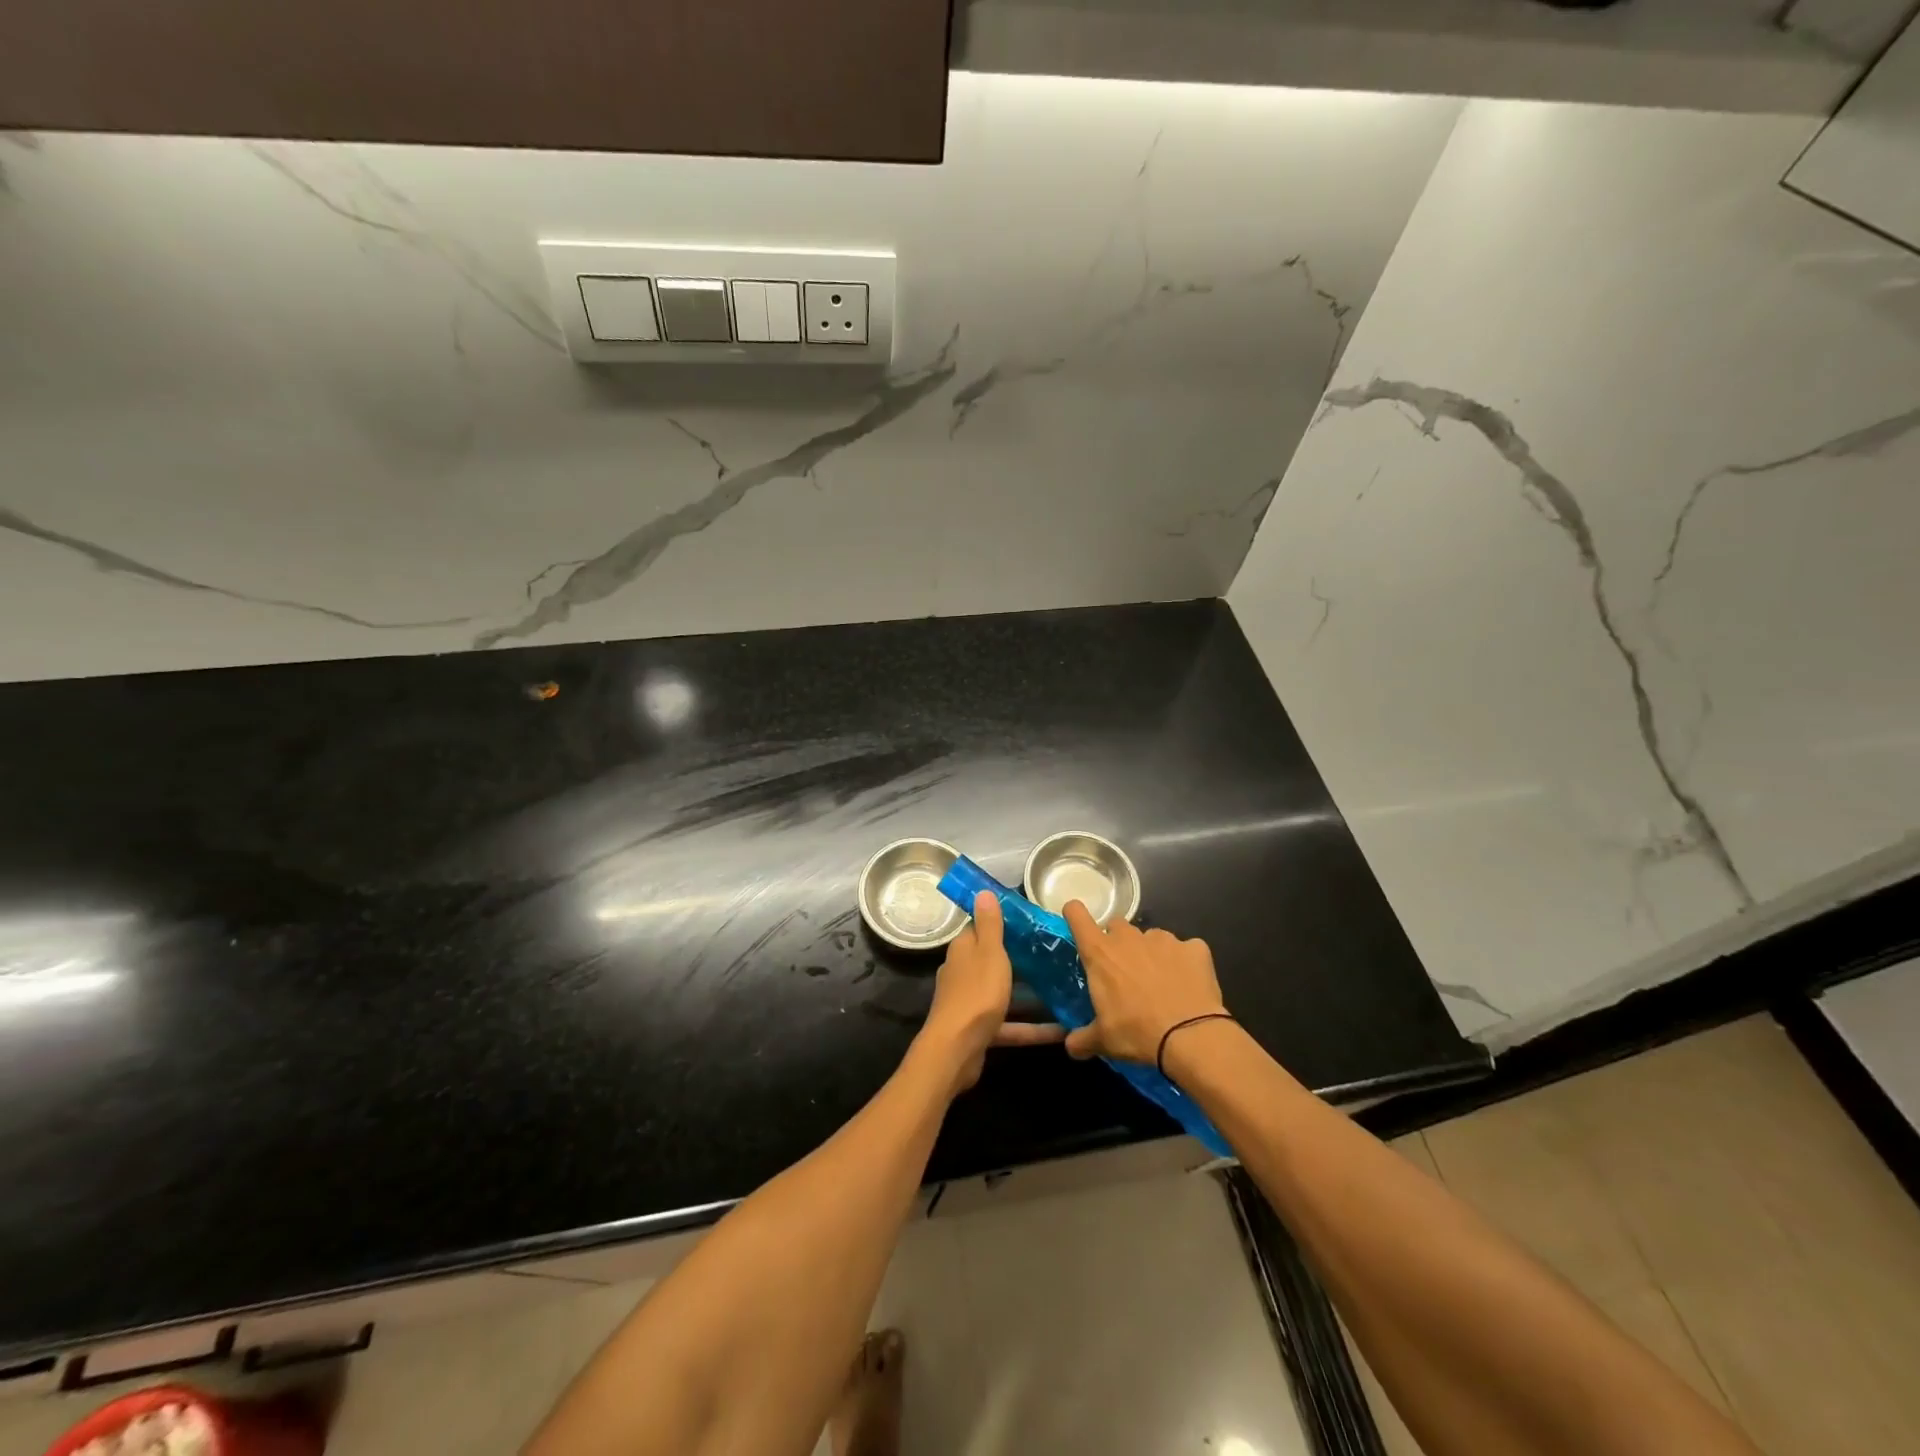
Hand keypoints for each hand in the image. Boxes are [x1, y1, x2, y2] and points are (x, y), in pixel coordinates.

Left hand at [920, 891, 1065, 1092]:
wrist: (956, 1051)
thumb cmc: (976, 995)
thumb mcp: (989, 953)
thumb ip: (989, 925)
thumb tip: (982, 891)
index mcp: (963, 950)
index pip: (979, 928)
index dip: (1001, 922)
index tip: (1029, 921)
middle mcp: (963, 972)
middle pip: (992, 959)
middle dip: (1019, 957)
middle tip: (1053, 953)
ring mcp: (971, 1003)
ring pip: (1003, 992)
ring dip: (1028, 993)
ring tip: (1062, 988)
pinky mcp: (980, 1030)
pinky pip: (1010, 1024)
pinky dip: (1032, 1027)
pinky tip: (1061, 1030)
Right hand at [1061, 901, 1227, 1064]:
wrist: (1192, 1037)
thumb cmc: (1137, 1033)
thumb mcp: (1103, 1041)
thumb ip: (1082, 1039)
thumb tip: (1070, 1046)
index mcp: (1100, 953)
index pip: (1077, 915)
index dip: (1074, 915)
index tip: (1077, 924)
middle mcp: (1129, 937)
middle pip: (1116, 927)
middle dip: (1117, 944)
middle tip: (1123, 973)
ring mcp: (1164, 939)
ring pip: (1151, 938)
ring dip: (1150, 954)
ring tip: (1160, 984)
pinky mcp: (1194, 948)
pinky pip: (1185, 950)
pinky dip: (1185, 962)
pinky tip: (1188, 985)